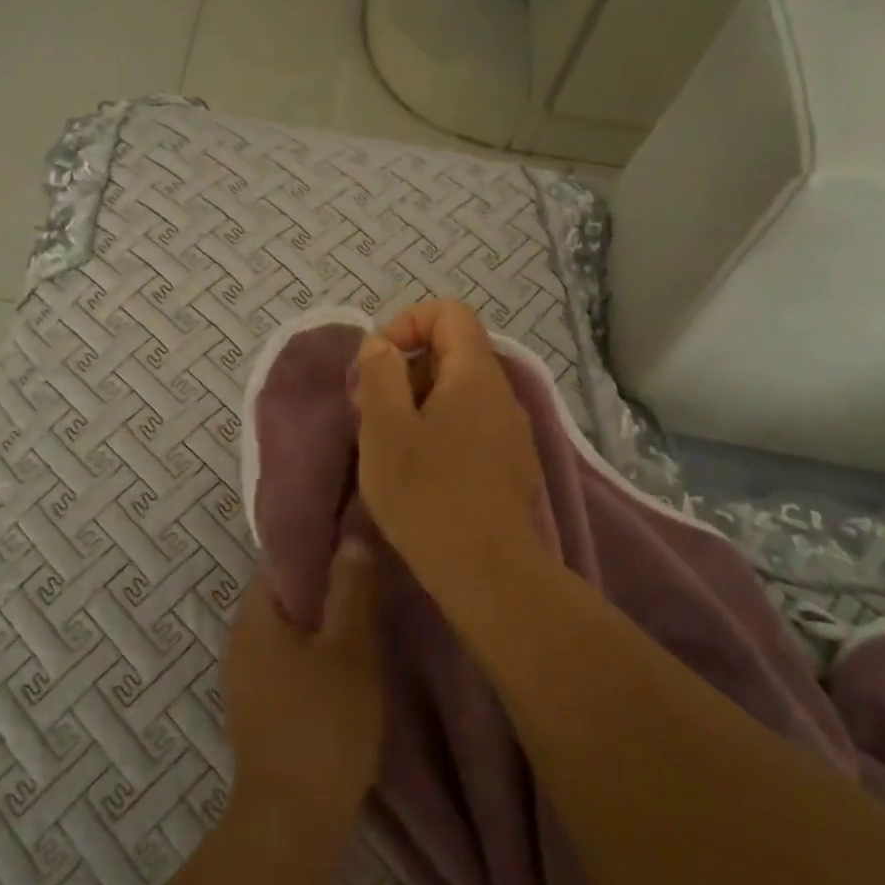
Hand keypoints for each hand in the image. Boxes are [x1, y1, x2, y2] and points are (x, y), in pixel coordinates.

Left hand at [222, 540, 383, 834]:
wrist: (292, 822)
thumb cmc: (324, 725)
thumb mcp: (350, 650)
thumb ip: (351, 589)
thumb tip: (351, 537)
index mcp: (254, 616)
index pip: (281, 560)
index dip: (319, 547)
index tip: (356, 544)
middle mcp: (239, 639)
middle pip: (283, 595)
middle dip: (324, 586)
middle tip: (369, 580)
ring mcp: (243, 677)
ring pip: (286, 632)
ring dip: (321, 624)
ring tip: (364, 619)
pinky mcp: (256, 708)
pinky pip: (285, 662)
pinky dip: (312, 655)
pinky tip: (344, 666)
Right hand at [354, 298, 543, 587]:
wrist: (487, 571)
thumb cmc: (427, 493)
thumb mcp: (384, 428)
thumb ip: (380, 373)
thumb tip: (382, 345)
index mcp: (475, 374)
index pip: (449, 312)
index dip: (407, 323)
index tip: (378, 364)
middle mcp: (502, 393)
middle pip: (452, 352)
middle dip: (405, 370)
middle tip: (372, 411)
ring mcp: (511, 430)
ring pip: (459, 392)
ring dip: (418, 404)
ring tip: (390, 444)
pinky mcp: (511, 462)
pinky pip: (471, 424)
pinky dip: (439, 429)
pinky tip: (420, 469)